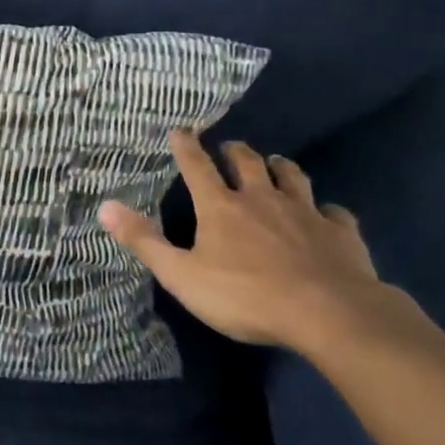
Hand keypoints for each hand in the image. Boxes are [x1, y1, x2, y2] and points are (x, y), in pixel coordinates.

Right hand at [98, 131, 399, 351]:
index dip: (186, 146)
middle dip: (235, 151)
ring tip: (276, 163)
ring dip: (281, 167)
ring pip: (293, 177)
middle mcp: (261, 199)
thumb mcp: (182, 275)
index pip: (196, 166)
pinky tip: (327, 214)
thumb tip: (104, 206)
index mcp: (220, 207)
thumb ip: (145, 241)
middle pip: (247, 163)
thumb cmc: (246, 296)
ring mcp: (305, 213)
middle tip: (230, 147)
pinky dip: (327, 209)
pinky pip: (335, 213)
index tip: (180, 129)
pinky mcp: (340, 233)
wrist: (330, 314)